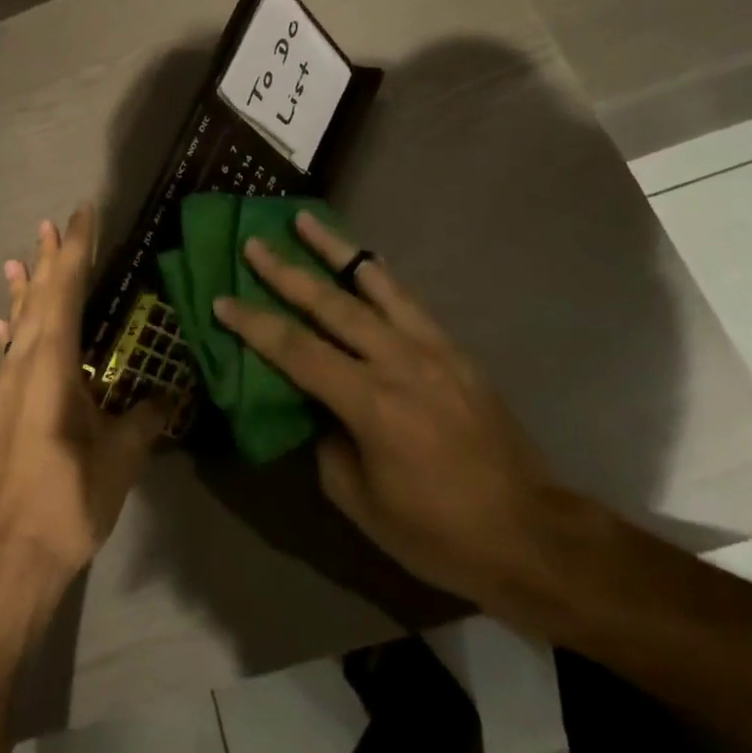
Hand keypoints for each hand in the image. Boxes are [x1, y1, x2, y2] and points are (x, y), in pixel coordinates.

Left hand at [0, 206, 167, 604]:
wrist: (9, 559)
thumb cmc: (68, 500)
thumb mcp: (120, 457)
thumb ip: (145, 418)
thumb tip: (168, 394)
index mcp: (51, 364)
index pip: (64, 291)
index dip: (75, 249)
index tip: (82, 213)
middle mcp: (23, 364)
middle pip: (37, 298)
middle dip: (48, 258)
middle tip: (53, 222)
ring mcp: (8, 387)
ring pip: (20, 321)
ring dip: (27, 286)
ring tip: (23, 255)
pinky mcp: (5, 409)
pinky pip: (10, 350)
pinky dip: (12, 326)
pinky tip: (5, 322)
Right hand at [213, 212, 579, 615]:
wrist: (529, 533)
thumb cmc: (437, 532)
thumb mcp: (362, 503)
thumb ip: (328, 444)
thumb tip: (317, 407)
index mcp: (371, 404)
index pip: (297, 351)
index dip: (255, 324)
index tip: (222, 300)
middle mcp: (399, 362)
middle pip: (332, 304)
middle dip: (287, 271)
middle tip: (255, 242)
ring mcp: (432, 349)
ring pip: (375, 284)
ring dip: (336, 250)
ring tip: (306, 219)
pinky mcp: (454, 350)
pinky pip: (408, 300)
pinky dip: (378, 275)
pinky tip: (364, 261)